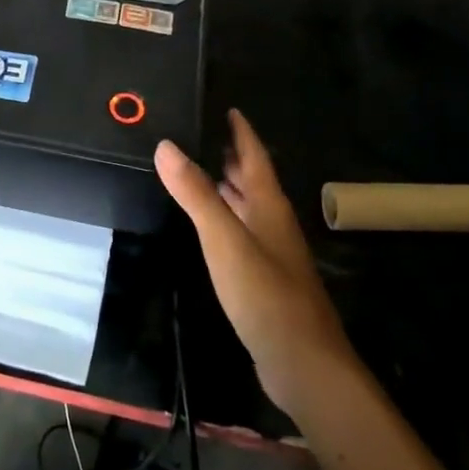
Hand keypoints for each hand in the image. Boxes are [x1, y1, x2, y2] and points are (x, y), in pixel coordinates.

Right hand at [156, 110, 354, 418]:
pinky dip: (221, 216)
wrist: (302, 363)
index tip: (224, 106)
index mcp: (268, 205)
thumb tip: (166, 145)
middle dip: (227, 154)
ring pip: (244, 205)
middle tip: (195, 132)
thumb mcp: (224, 239)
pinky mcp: (262, 277)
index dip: (240, 130)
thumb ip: (196, 193)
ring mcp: (270, 251)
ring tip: (192, 168)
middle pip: (250, 178)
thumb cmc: (265, 293)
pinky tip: (204, 223)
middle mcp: (272, 221)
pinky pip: (239, 231)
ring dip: (223, 185)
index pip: (254, 155)